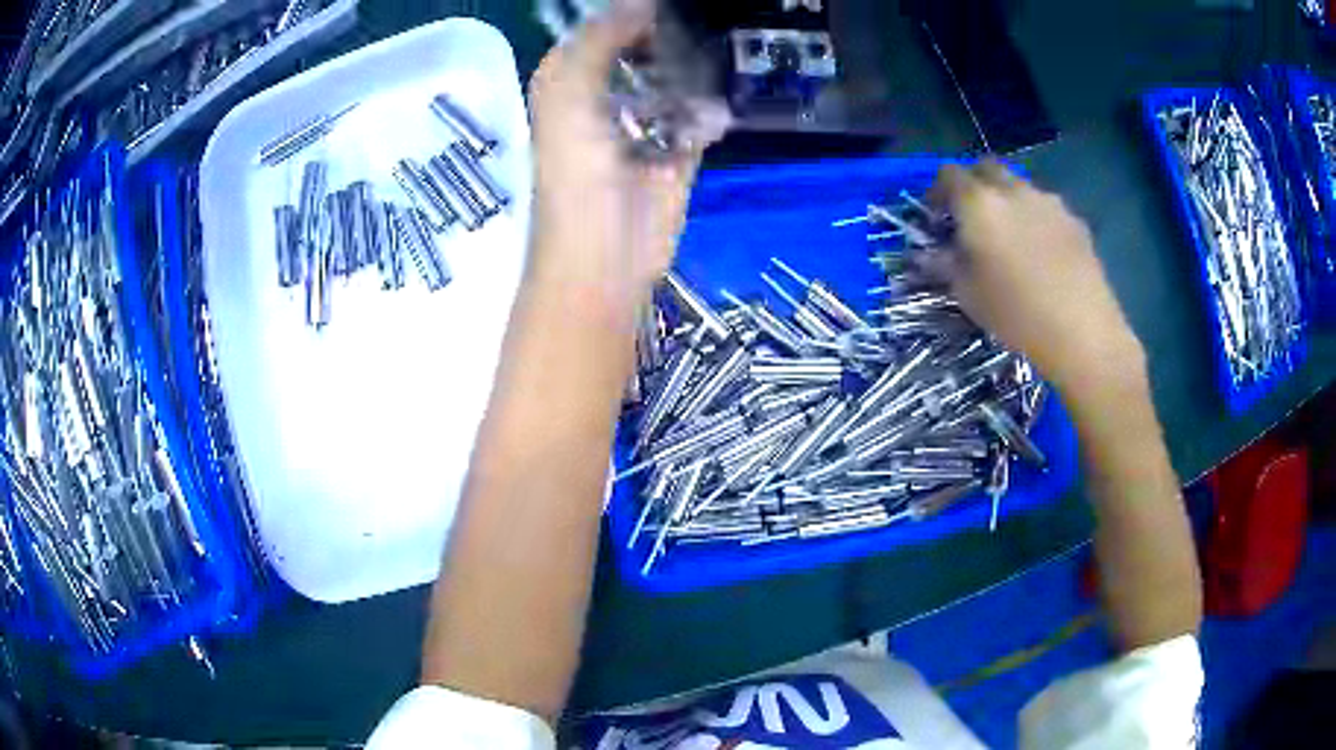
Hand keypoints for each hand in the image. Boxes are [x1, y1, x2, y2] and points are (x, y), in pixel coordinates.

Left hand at [527, 0, 729, 304]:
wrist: (605, 256)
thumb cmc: (575, 172)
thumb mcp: (568, 92)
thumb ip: (598, 39)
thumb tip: (641, 2)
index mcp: (572, 80)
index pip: (607, 28)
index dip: (634, 13)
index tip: (670, 7)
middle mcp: (607, 95)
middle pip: (646, 48)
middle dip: (671, 39)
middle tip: (698, 28)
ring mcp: (646, 123)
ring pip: (679, 77)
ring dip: (695, 73)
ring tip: (707, 64)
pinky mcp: (679, 153)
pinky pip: (701, 116)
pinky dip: (709, 113)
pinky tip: (708, 118)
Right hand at [929, 161, 1144, 392]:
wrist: (1082, 331)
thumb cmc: (1016, 314)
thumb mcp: (968, 294)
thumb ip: (945, 264)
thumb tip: (928, 253)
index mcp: (978, 203)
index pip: (948, 174)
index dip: (937, 190)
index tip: (936, 216)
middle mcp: (1012, 190)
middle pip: (986, 168)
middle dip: (974, 184)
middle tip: (972, 217)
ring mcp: (1048, 201)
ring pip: (1019, 186)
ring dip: (1008, 201)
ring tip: (1012, 237)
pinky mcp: (1075, 219)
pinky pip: (1047, 208)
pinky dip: (1037, 219)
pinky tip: (1043, 253)